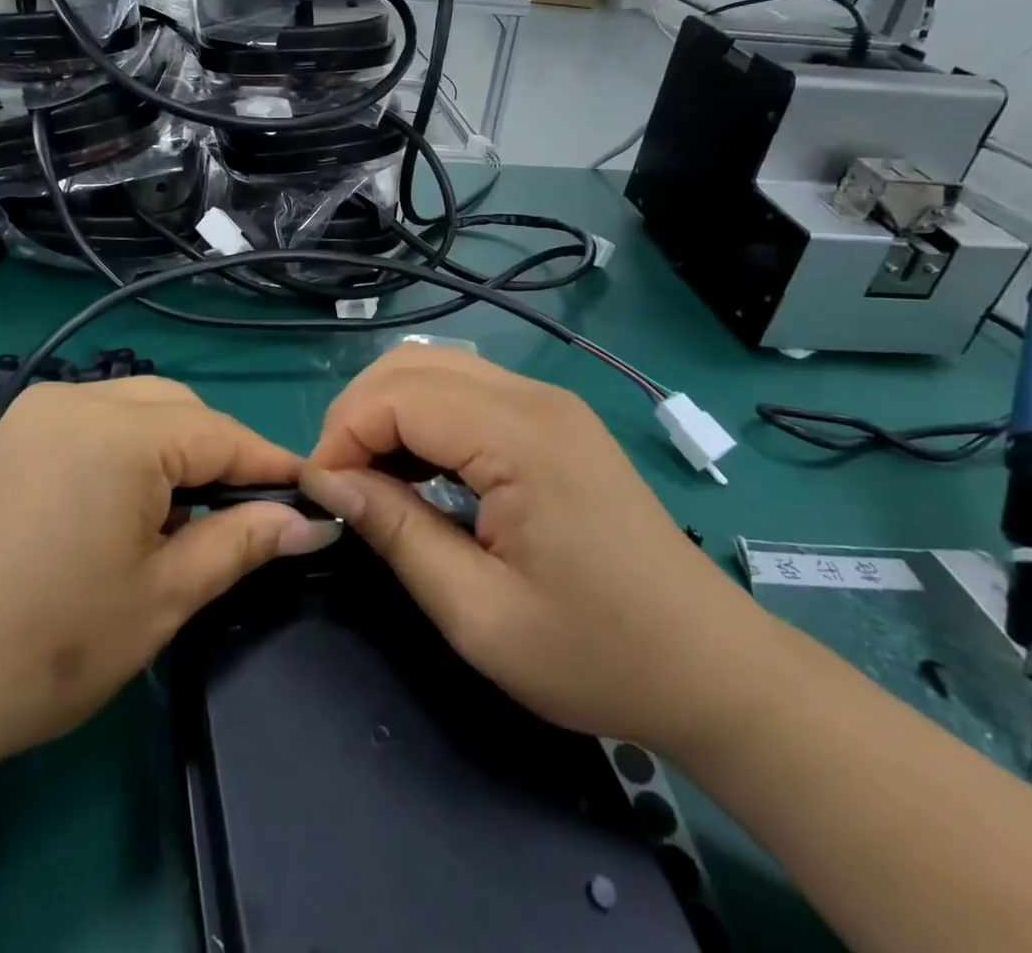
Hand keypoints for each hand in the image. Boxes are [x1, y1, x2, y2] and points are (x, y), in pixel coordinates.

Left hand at [0, 376, 333, 824]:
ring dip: (174, 447)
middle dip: (220, 454)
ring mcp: (37, 410)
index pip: (223, 435)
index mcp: (123, 433)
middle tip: (241, 515)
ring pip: (136, 406)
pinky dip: (128, 447)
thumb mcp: (162, 598)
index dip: (270, 466)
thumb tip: (307, 521)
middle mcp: (80, 399)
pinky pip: (93, 418)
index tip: (308, 495)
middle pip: (180, 410)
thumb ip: (240, 543)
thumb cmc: (47, 646)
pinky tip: (124, 501)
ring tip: (183, 513)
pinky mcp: (10, 432)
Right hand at [299, 345, 773, 755]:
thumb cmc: (598, 653)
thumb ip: (397, 534)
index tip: (321, 495)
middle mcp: (533, 398)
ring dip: (387, 411)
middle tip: (340, 484)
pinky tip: (417, 471)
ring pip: (435, 368)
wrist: (711, 667)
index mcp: (521, 437)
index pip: (399, 396)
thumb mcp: (479, 614)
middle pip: (411, 364)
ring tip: (371, 479)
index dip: (343, 435)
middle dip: (358, 414)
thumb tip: (328, 484)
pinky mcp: (553, 420)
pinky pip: (465, 391)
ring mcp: (548, 403)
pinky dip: (422, 418)